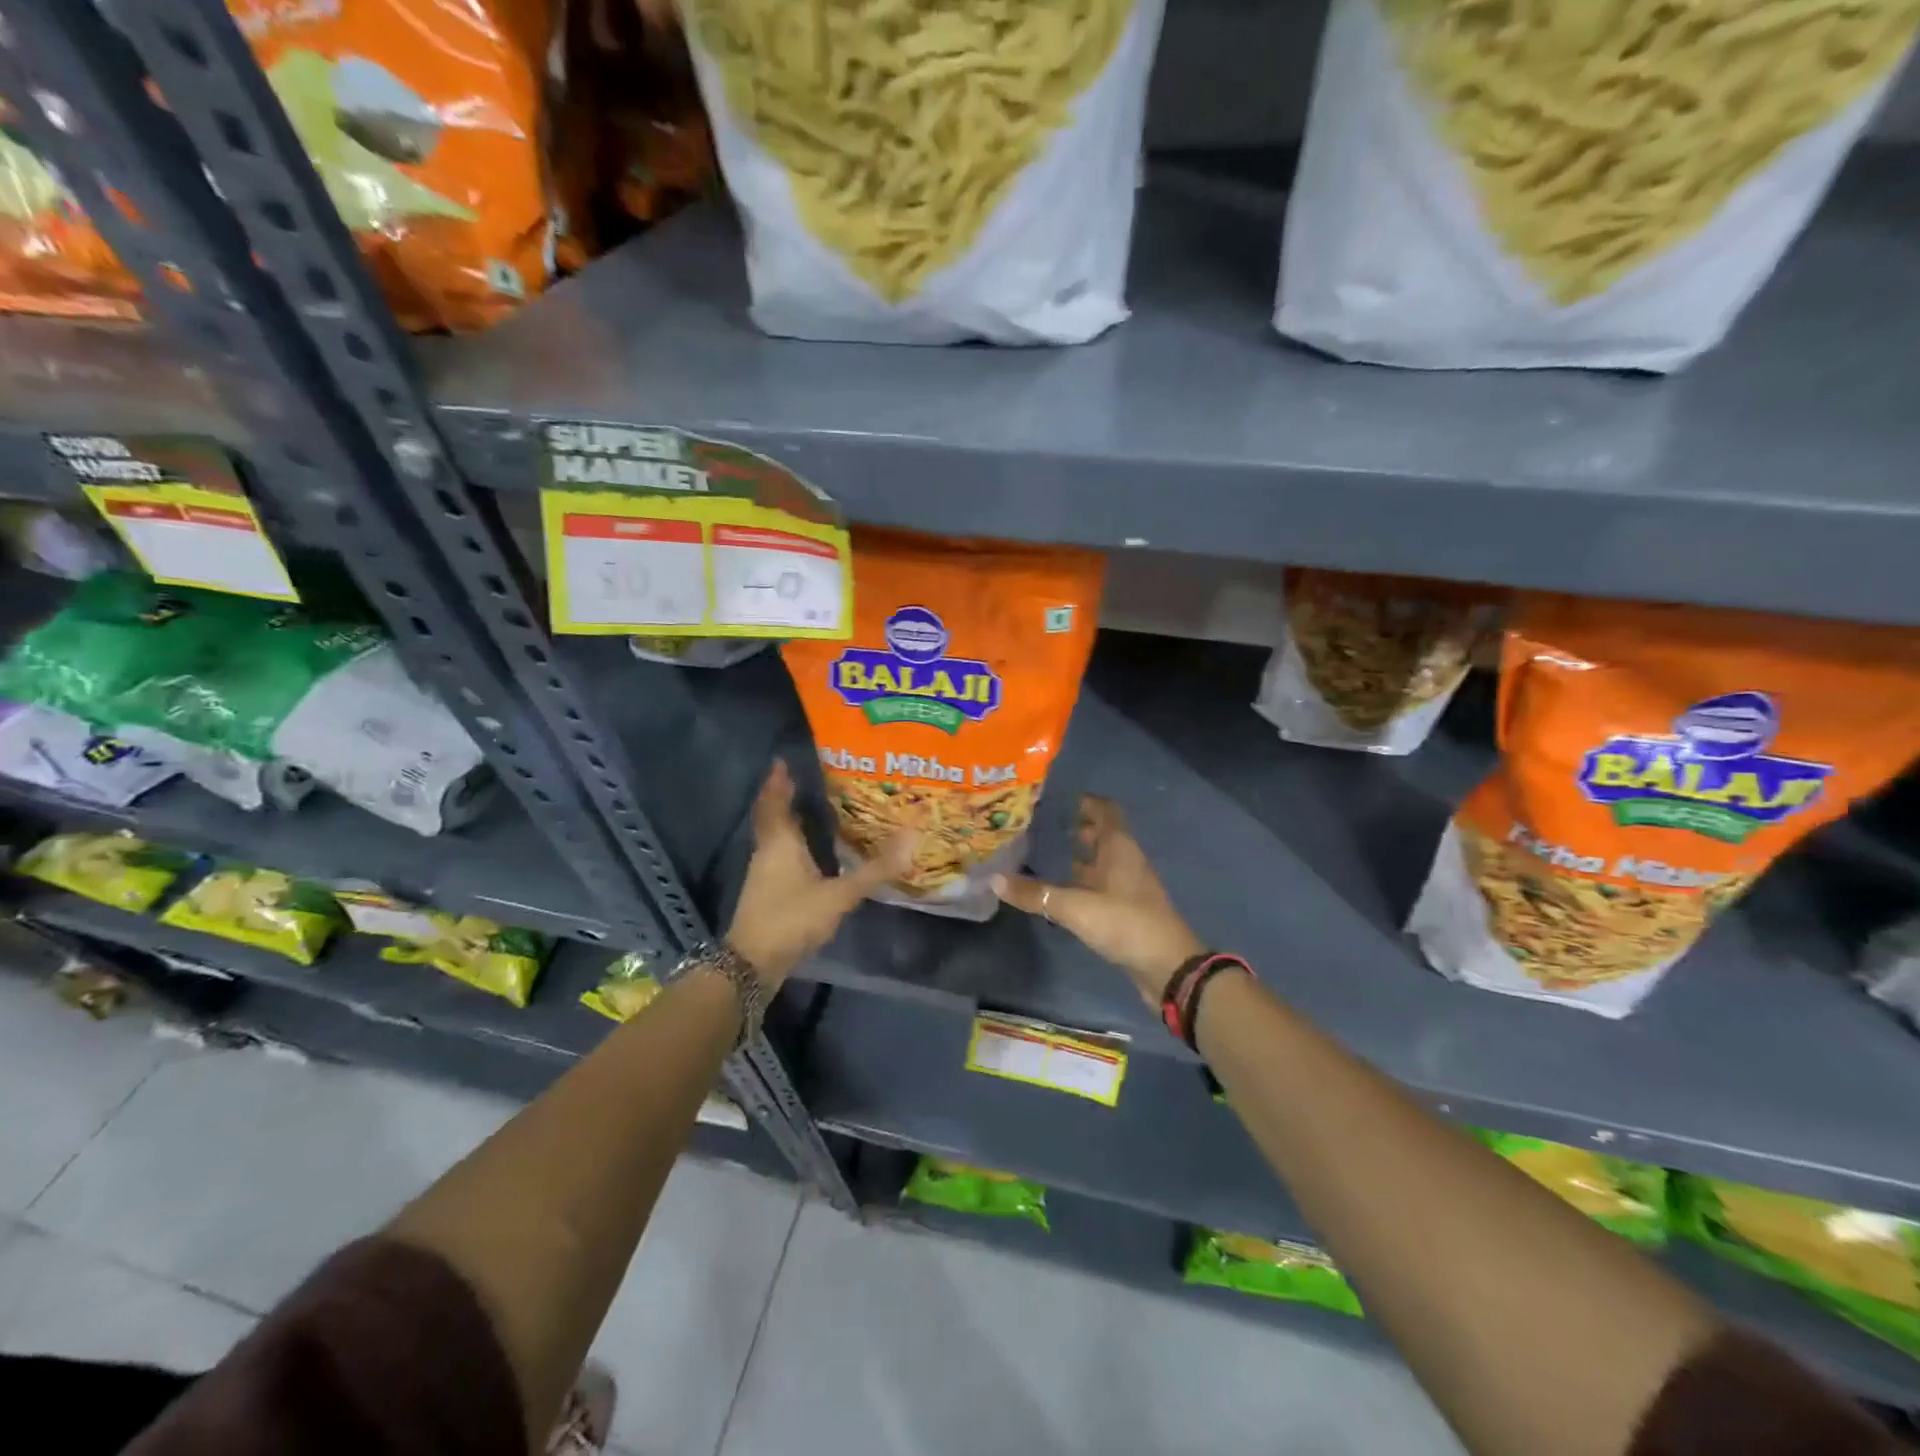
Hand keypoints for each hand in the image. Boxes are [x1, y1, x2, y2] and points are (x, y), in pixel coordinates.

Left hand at [726, 761, 911, 987]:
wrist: (753, 963)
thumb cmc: (792, 917)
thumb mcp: (839, 895)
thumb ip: (873, 871)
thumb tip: (911, 839)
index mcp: (781, 843)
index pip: (775, 803)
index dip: (777, 782)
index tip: (781, 762)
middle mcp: (767, 852)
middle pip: (771, 817)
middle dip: (782, 797)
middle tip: (798, 780)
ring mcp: (762, 874)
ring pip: (772, 837)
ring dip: (785, 821)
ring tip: (806, 809)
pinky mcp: (765, 894)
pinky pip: (776, 856)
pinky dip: (788, 845)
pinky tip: (805, 853)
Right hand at [993, 795, 1204, 1005]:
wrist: (1167, 967)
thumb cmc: (1125, 923)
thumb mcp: (1075, 907)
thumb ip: (1036, 894)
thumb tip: (994, 879)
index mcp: (1119, 848)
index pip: (1105, 811)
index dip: (1086, 801)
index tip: (1059, 798)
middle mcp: (1125, 860)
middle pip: (1102, 834)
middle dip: (1078, 827)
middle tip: (1044, 824)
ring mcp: (1128, 886)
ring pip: (1101, 861)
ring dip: (1080, 855)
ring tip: (1047, 852)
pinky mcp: (1125, 910)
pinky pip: (1101, 885)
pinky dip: (1083, 881)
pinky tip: (1062, 889)